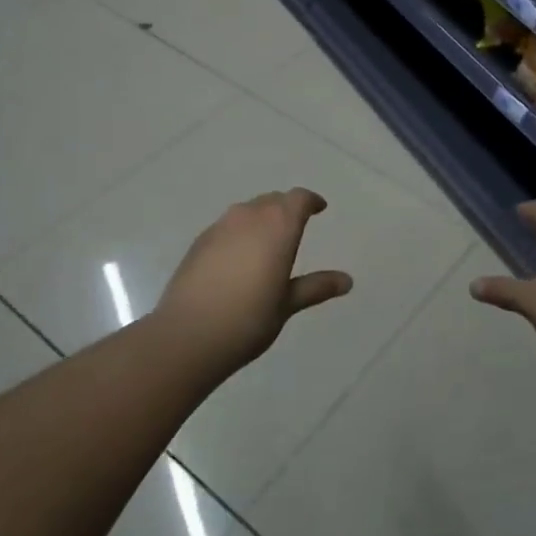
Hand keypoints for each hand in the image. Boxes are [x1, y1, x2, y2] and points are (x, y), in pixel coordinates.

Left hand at [153, 188, 352, 367]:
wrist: (188, 335)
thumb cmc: (248, 319)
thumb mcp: (287, 304)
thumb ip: (316, 287)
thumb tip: (347, 281)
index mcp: (278, 226)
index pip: (298, 199)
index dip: (310, 201)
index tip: (319, 209)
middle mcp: (249, 216)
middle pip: (272, 200)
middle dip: (286, 208)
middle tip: (296, 226)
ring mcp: (220, 227)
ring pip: (247, 210)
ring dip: (261, 218)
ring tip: (267, 241)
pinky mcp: (199, 242)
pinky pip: (227, 226)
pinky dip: (239, 233)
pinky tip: (238, 258)